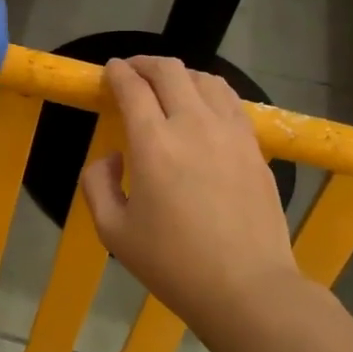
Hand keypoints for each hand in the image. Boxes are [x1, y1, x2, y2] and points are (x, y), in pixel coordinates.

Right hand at [80, 56, 302, 341]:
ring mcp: (231, 133)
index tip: (109, 70)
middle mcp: (193, 126)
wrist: (246, 288)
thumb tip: (112, 156)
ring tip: (168, 86)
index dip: (117, 73)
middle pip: (170, 71)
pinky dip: (210, 92)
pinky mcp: (255, 147)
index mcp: (153, 144)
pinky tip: (203, 108)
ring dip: (181, 74)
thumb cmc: (172, 264)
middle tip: (132, 72)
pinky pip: (231, 102)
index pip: (133, 88)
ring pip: (206, 79)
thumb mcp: (113, 231)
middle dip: (145, 63)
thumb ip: (97, 184)